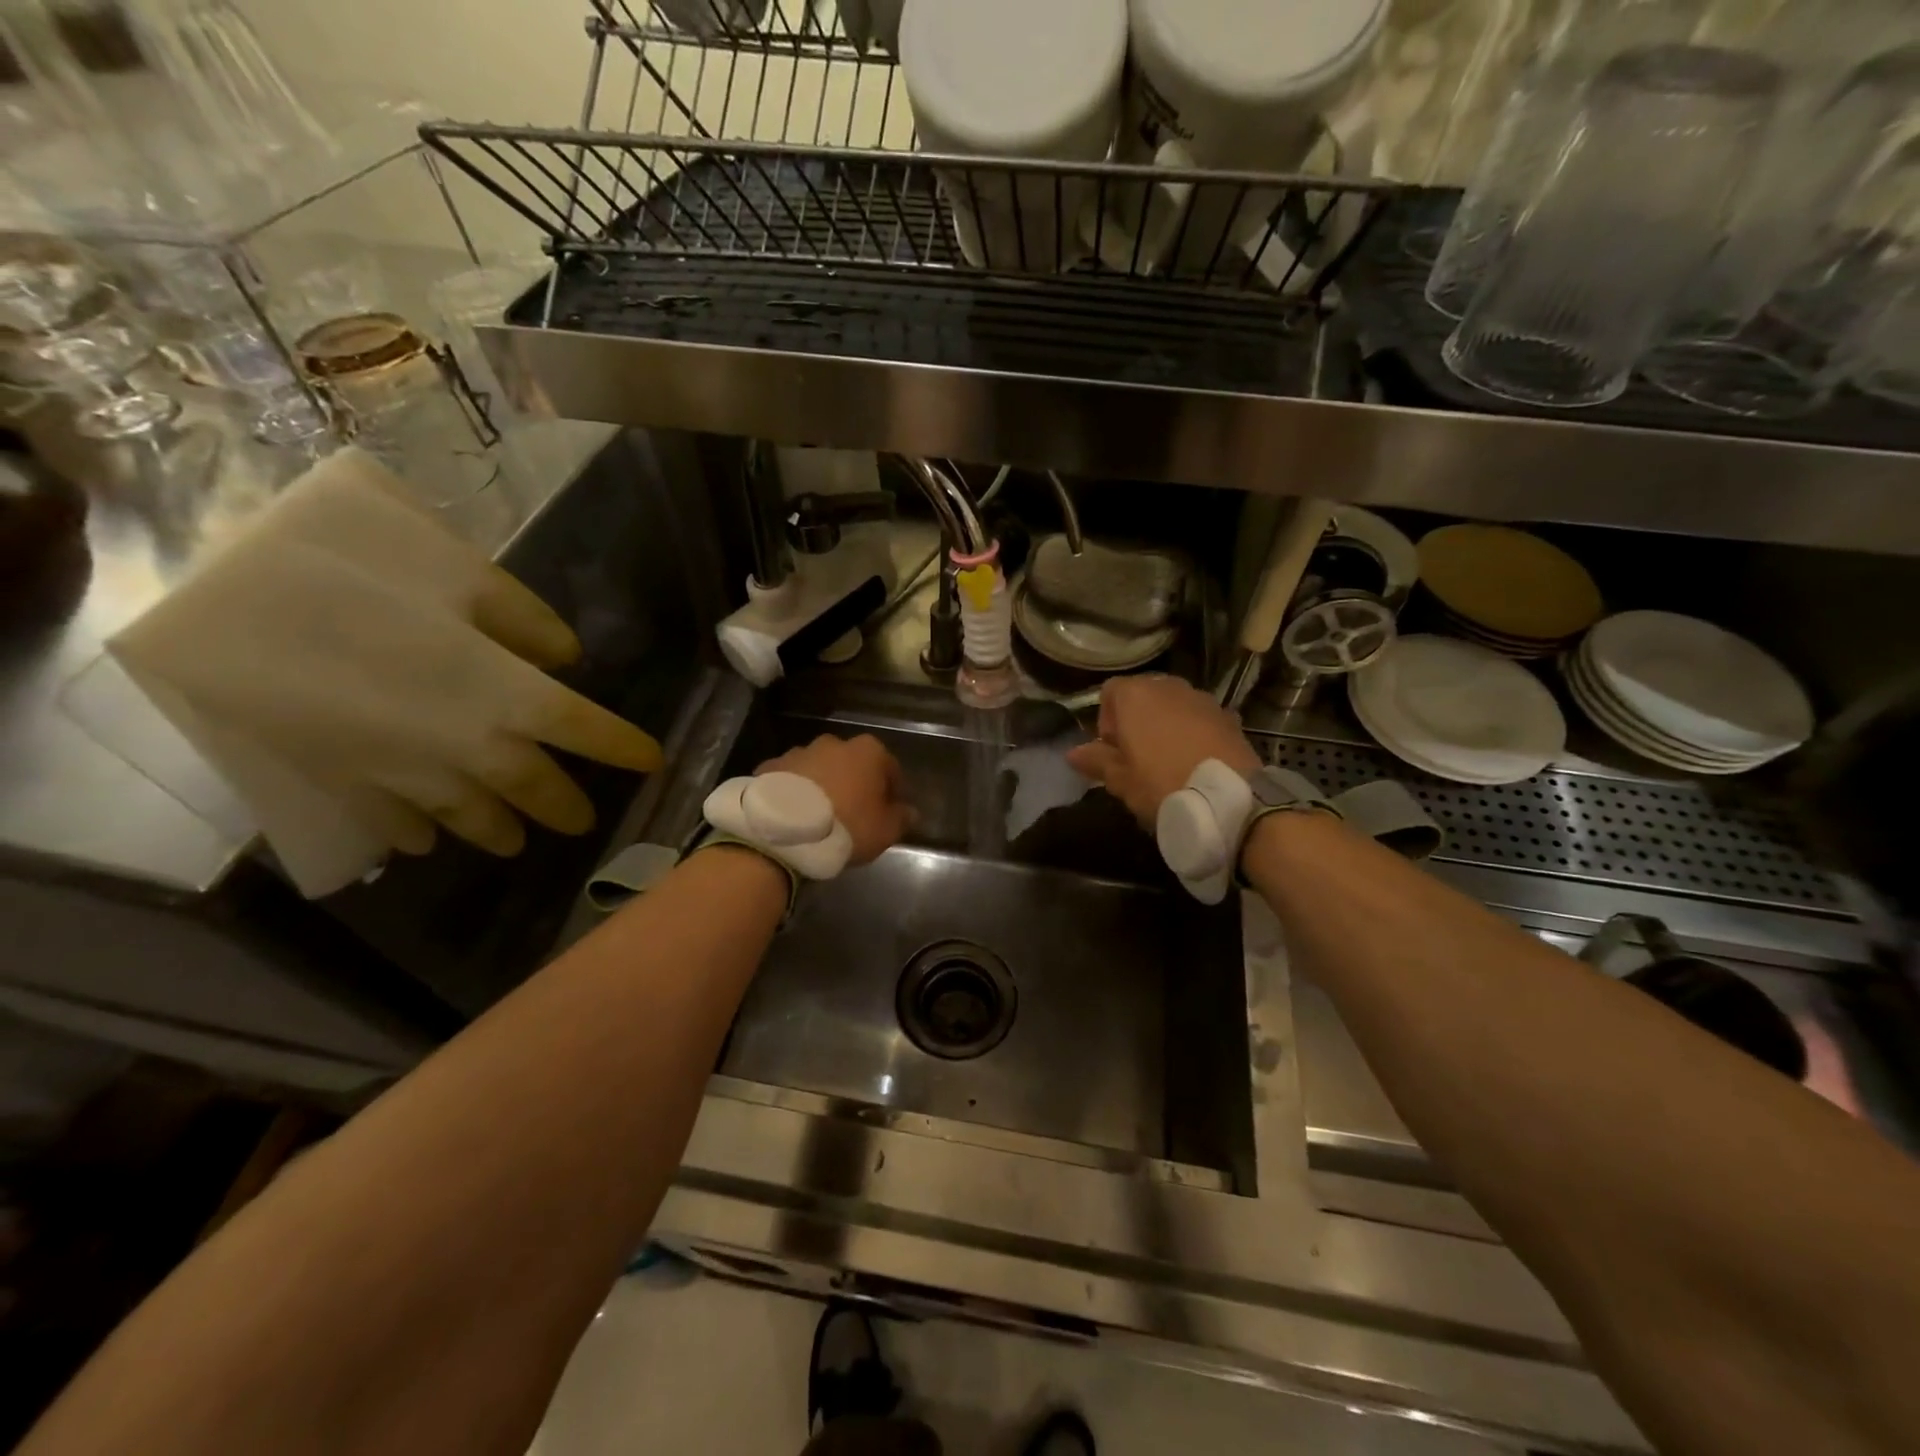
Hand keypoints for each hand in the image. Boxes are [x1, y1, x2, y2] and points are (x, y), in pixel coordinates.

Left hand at [758, 734, 912, 865]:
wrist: (784, 832)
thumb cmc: (846, 826)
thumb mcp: (884, 831)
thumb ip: (901, 818)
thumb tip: (910, 812)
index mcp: (868, 752)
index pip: (889, 767)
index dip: (891, 790)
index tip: (889, 810)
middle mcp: (834, 743)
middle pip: (851, 763)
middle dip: (854, 782)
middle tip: (853, 812)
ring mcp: (798, 752)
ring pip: (818, 768)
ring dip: (822, 784)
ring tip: (819, 816)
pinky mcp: (769, 767)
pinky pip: (789, 779)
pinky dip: (793, 792)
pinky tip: (792, 815)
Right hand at [1066, 676, 1259, 827]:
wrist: (1229, 799)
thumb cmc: (1162, 784)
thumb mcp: (1120, 780)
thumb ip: (1096, 760)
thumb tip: (1073, 753)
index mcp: (1136, 695)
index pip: (1109, 691)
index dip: (1106, 720)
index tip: (1113, 751)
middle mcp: (1168, 686)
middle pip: (1143, 695)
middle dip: (1136, 720)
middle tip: (1137, 757)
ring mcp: (1202, 698)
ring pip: (1173, 705)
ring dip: (1165, 725)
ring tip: (1168, 760)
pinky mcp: (1228, 715)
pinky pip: (1199, 718)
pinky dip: (1192, 732)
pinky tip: (1195, 762)